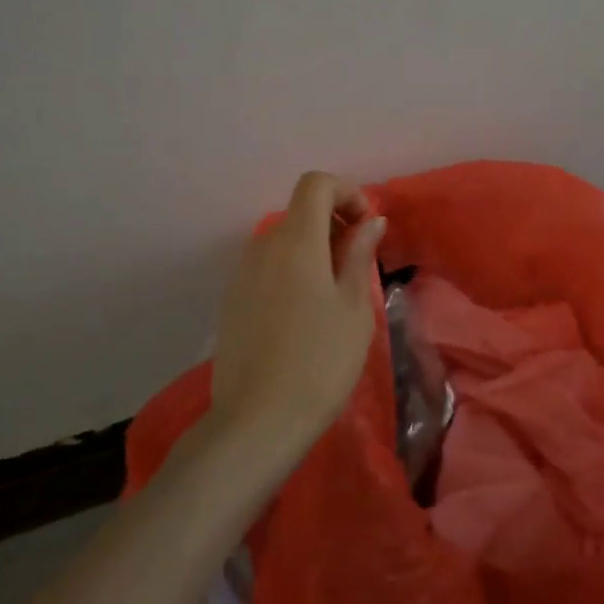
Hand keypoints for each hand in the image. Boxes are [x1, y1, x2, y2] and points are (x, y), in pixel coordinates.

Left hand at [207, 172, 385, 456]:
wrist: (258, 420)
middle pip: (299, 211)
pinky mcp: (231, 300)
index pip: (315, 183)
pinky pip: (267, 267)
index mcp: (296, 241)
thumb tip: (371, 221)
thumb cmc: (320, 360)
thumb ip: (360, 254)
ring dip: (313, 249)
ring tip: (334, 294)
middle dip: (334, 224)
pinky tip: (304, 315)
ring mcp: (241, 274)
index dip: (346, 193)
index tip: (365, 227)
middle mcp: (262, 246)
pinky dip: (291, 270)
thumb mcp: (354, 307)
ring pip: (283, 241)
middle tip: (358, 265)